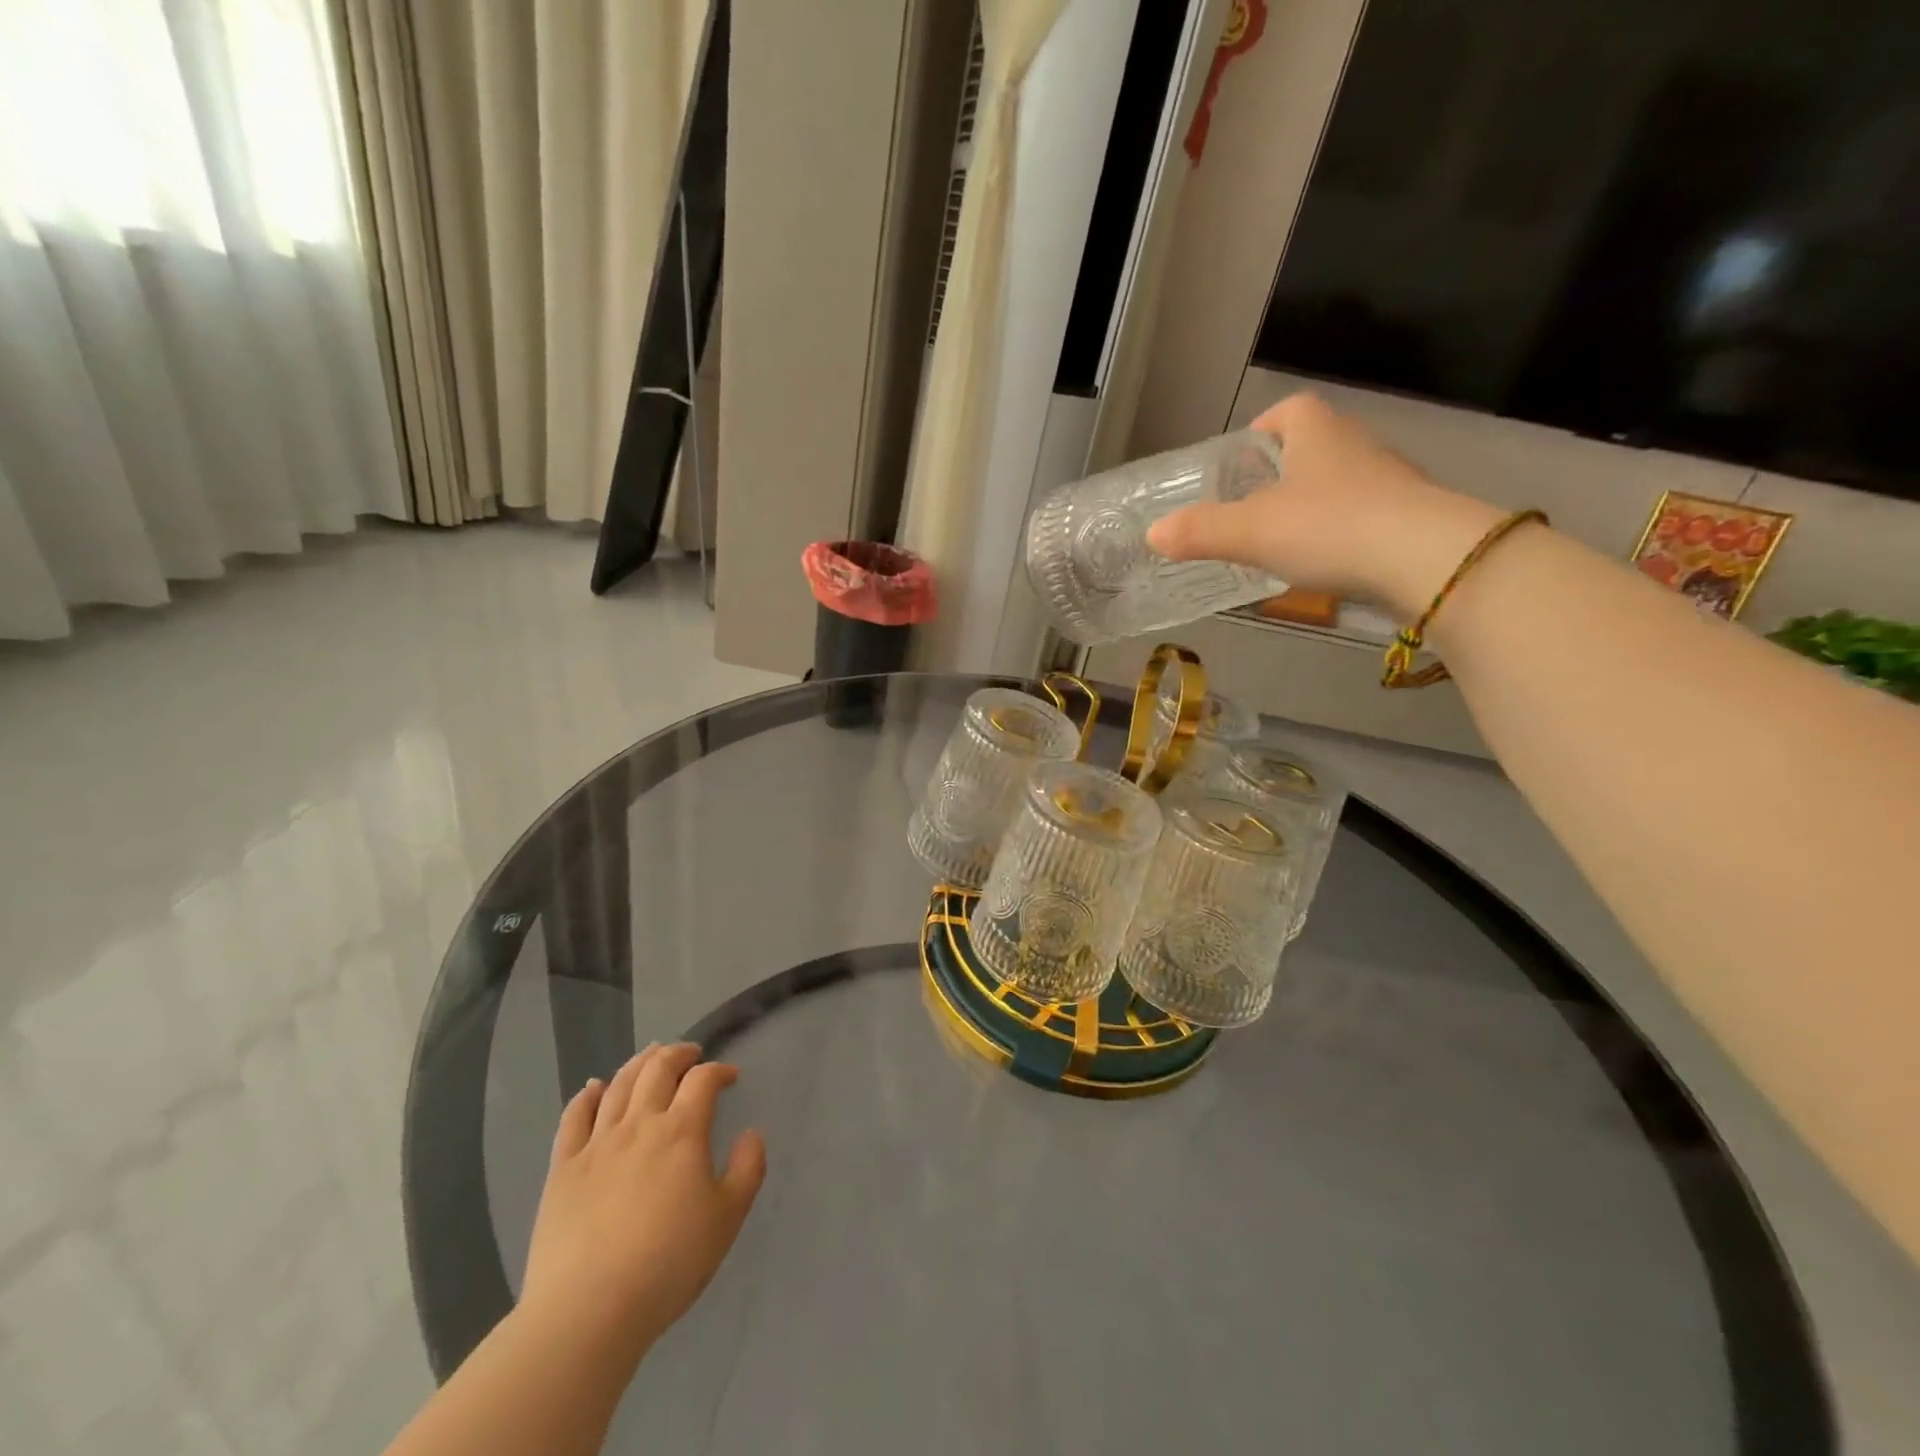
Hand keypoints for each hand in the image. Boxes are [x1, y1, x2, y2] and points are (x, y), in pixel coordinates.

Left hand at [521, 1043, 766, 1359]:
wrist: (586, 1312)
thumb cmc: (667, 1265)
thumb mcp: (727, 1219)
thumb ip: (747, 1169)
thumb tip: (752, 1133)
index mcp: (681, 1131)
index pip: (703, 1080)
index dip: (719, 1070)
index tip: (729, 1078)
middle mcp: (639, 1124)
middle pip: (658, 1069)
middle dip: (678, 1053)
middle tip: (691, 1054)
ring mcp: (596, 1144)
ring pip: (618, 1085)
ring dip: (639, 1063)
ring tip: (651, 1057)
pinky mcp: (562, 1169)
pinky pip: (573, 1118)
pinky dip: (586, 1095)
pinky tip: (594, 1088)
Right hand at [1147, 393, 1504, 618]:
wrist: (1427, 561)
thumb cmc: (1330, 528)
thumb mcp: (1251, 532)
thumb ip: (1200, 531)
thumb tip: (1153, 534)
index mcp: (1317, 432)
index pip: (1288, 411)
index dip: (1260, 431)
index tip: (1239, 465)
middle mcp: (1356, 445)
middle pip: (1312, 447)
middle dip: (1281, 473)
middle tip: (1249, 510)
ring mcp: (1389, 481)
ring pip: (1339, 483)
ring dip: (1311, 506)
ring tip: (1282, 543)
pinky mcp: (1410, 518)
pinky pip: (1363, 516)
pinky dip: (1339, 534)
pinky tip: (1324, 566)